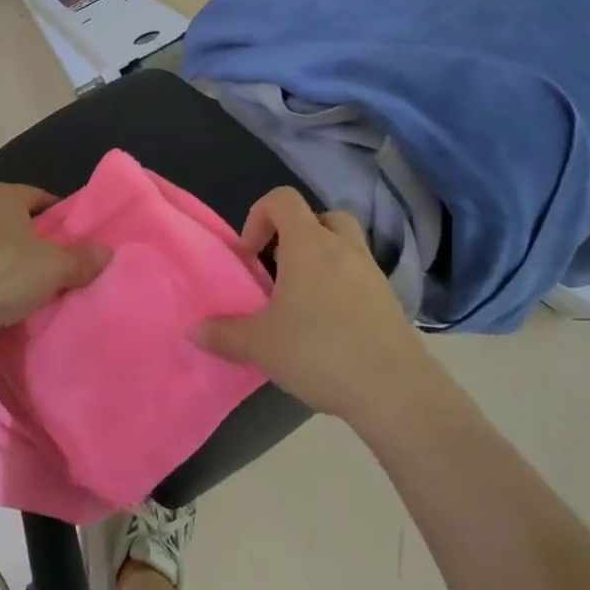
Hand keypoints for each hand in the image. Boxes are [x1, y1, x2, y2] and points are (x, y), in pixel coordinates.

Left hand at [0, 184, 109, 339]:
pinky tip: (6, 301)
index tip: (77, 238)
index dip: (61, 215)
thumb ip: (81, 259)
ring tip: (37, 287)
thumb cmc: (2, 273)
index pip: (41, 196)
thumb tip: (108, 253)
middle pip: (19, 221)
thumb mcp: (53, 267)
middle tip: (62, 264)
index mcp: (4, 195)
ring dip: (15, 263)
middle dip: (39, 241)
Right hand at [194, 187, 438, 421]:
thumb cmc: (320, 350)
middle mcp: (343, 248)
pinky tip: (330, 329)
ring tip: (303, 303)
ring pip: (344, 247)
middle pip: (320, 217)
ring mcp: (372, 273)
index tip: (251, 256)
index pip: (282, 199)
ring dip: (322, 262)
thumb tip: (193, 331)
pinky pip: (360, 278)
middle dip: (296, 235)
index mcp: (309, 244)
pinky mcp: (390, 302)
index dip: (259, 217)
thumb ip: (224, 334)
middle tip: (280, 271)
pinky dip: (343, 289)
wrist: (395, 390)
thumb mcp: (261, 345)